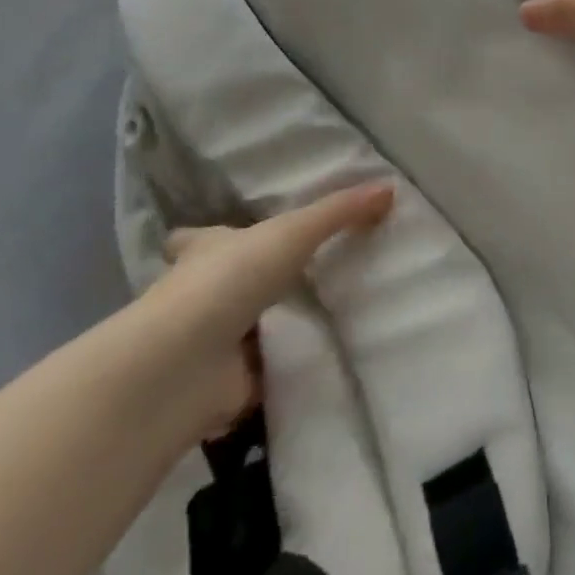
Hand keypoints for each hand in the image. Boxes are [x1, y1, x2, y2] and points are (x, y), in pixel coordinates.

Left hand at [146, 183, 393, 434]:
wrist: (185, 366)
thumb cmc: (229, 279)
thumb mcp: (293, 231)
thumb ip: (340, 212)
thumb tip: (389, 188)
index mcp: (205, 252)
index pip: (196, 239)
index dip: (207, 237)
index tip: (226, 234)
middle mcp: (199, 295)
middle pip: (220, 285)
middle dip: (247, 284)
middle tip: (291, 278)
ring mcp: (208, 344)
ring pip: (241, 330)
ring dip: (268, 328)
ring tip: (321, 316)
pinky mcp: (224, 386)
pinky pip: (262, 373)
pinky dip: (282, 369)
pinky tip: (318, 361)